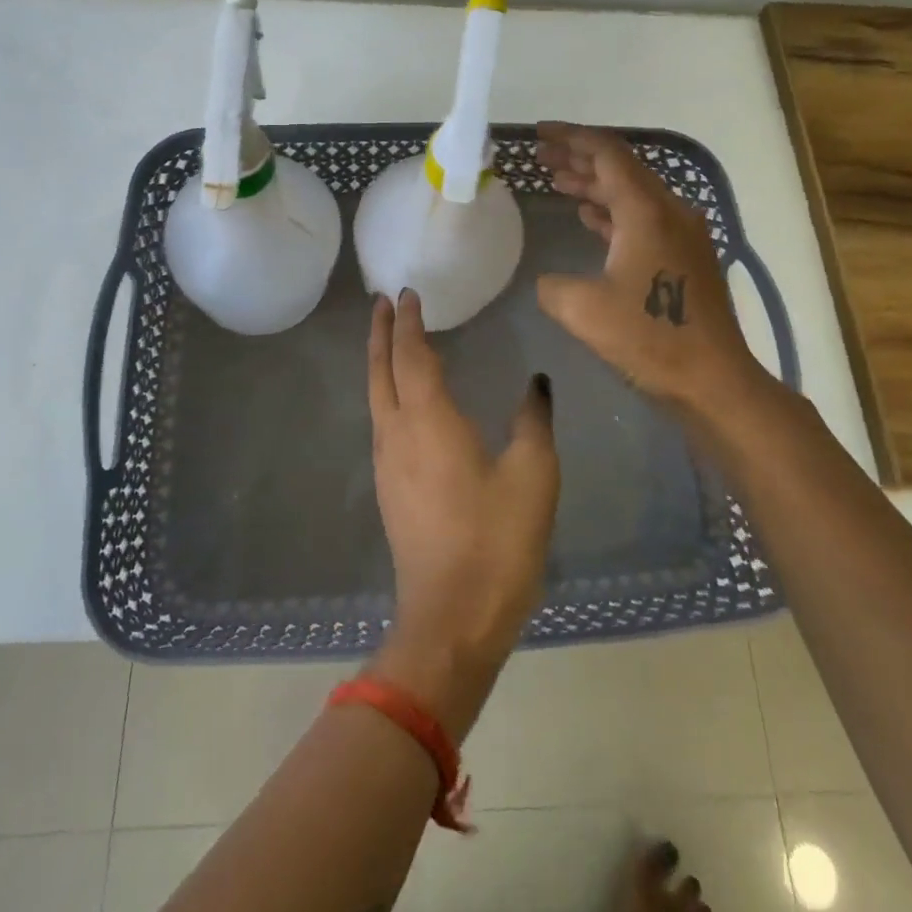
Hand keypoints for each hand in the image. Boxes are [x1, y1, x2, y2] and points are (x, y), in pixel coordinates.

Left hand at [365, 290, 558, 736]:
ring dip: (380, 362)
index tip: (408, 293)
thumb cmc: (497, 540)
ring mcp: (388, 464)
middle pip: (380, 371)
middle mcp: (397, 434)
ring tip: (390, 339)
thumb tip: (535, 383)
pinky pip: (382, 421)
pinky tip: (403, 398)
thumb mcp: (533, 475)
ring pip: (376, 397)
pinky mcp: (390, 489)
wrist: (453, 617)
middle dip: (381, 333)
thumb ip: (533, 421)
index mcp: (429, 421)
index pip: (412, 356)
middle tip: (382, 302)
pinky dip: (387, 392)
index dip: (409, 323)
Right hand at [536, 122, 770, 420]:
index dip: (570, 137)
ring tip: (557, 181)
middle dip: (578, 159)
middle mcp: (669, 210)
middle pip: (621, 168)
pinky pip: (642, 218)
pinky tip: (589, 217)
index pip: (606, 153)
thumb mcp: (582, 309)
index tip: (539, 133)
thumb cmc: (650, 339)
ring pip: (632, 193)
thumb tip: (549, 280)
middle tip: (540, 157)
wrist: (714, 379)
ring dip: (594, 185)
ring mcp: (682, 233)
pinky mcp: (686, 256)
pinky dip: (612, 211)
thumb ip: (552, 284)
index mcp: (646, 210)